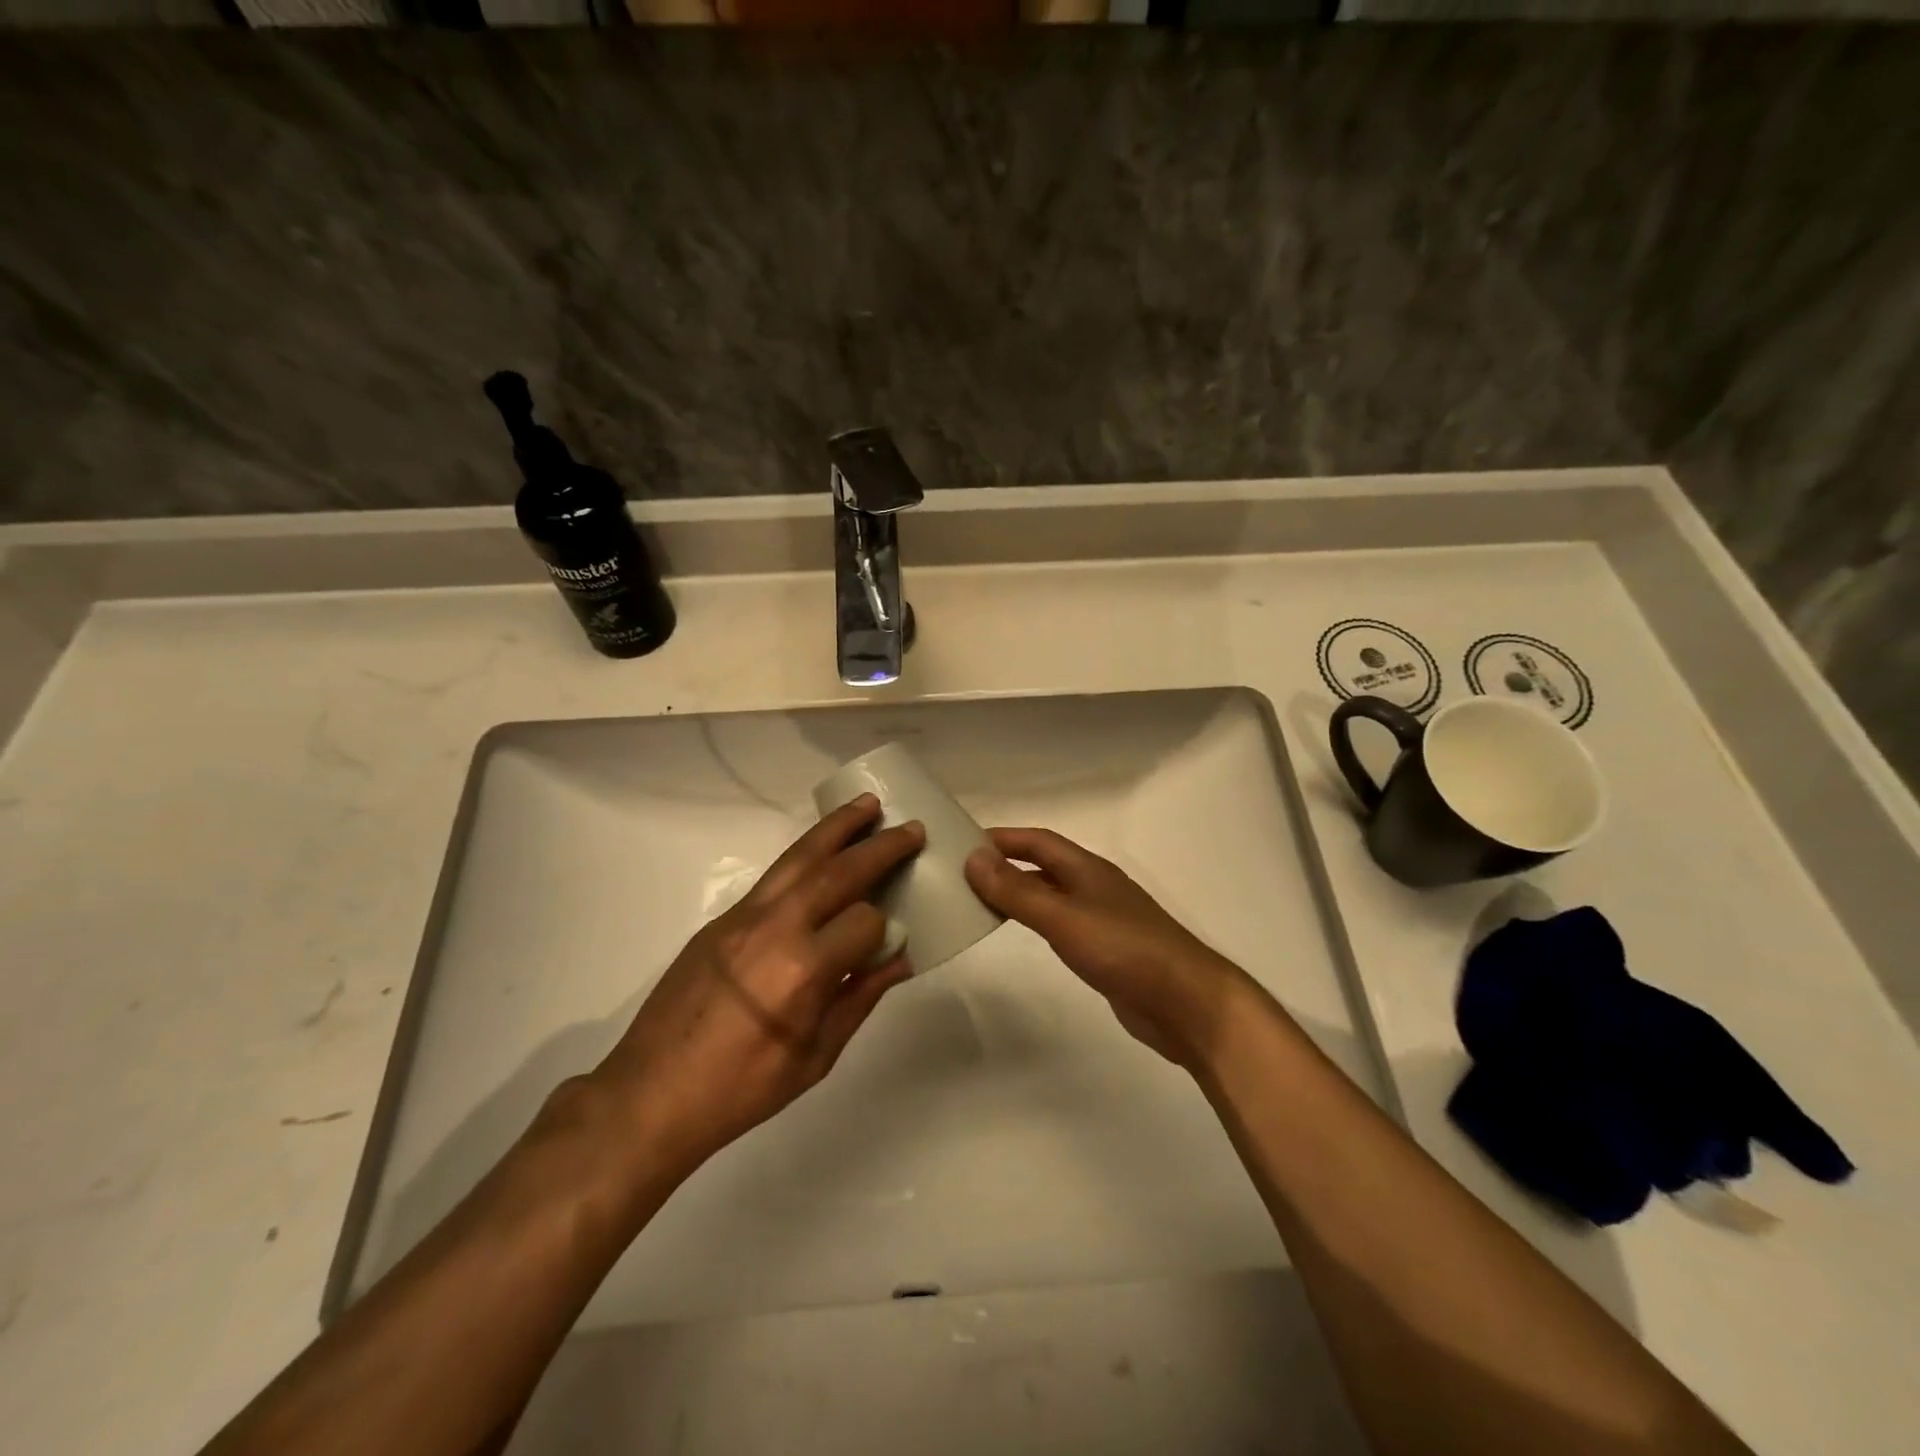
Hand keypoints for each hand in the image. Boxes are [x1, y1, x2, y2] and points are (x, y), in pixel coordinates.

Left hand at [587, 795, 922, 1180]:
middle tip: (912, 828)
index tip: (893, 938)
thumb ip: (861, 996)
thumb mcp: (816, 1056)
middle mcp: (775, 928)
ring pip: (800, 857)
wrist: (652, 1092)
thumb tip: (902, 956)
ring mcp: (743, 916)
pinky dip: (805, 853)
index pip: (865, 921)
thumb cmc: (743, 1088)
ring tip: (867, 805)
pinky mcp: (722, 917)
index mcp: (803, 971)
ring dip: (837, 828)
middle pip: (837, 872)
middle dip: (879, 847)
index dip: (886, 928)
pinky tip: (822, 850)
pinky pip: (774, 875)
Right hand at [965, 827, 1254, 1070]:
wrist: (1186, 1003)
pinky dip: (1037, 921)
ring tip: (981, 902)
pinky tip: (1025, 934)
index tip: (964, 842)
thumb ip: (1018, 891)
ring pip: (1052, 896)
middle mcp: (1095, 887)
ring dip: (1020, 893)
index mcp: (1088, 869)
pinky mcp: (1107, 950)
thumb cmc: (1125, 950)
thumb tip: (973, 858)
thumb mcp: (1064, 918)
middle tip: (964, 874)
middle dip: (1007, 864)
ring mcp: (1103, 919)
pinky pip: (1062, 924)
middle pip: (1045, 866)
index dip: (1004, 838)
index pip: (1039, 841)